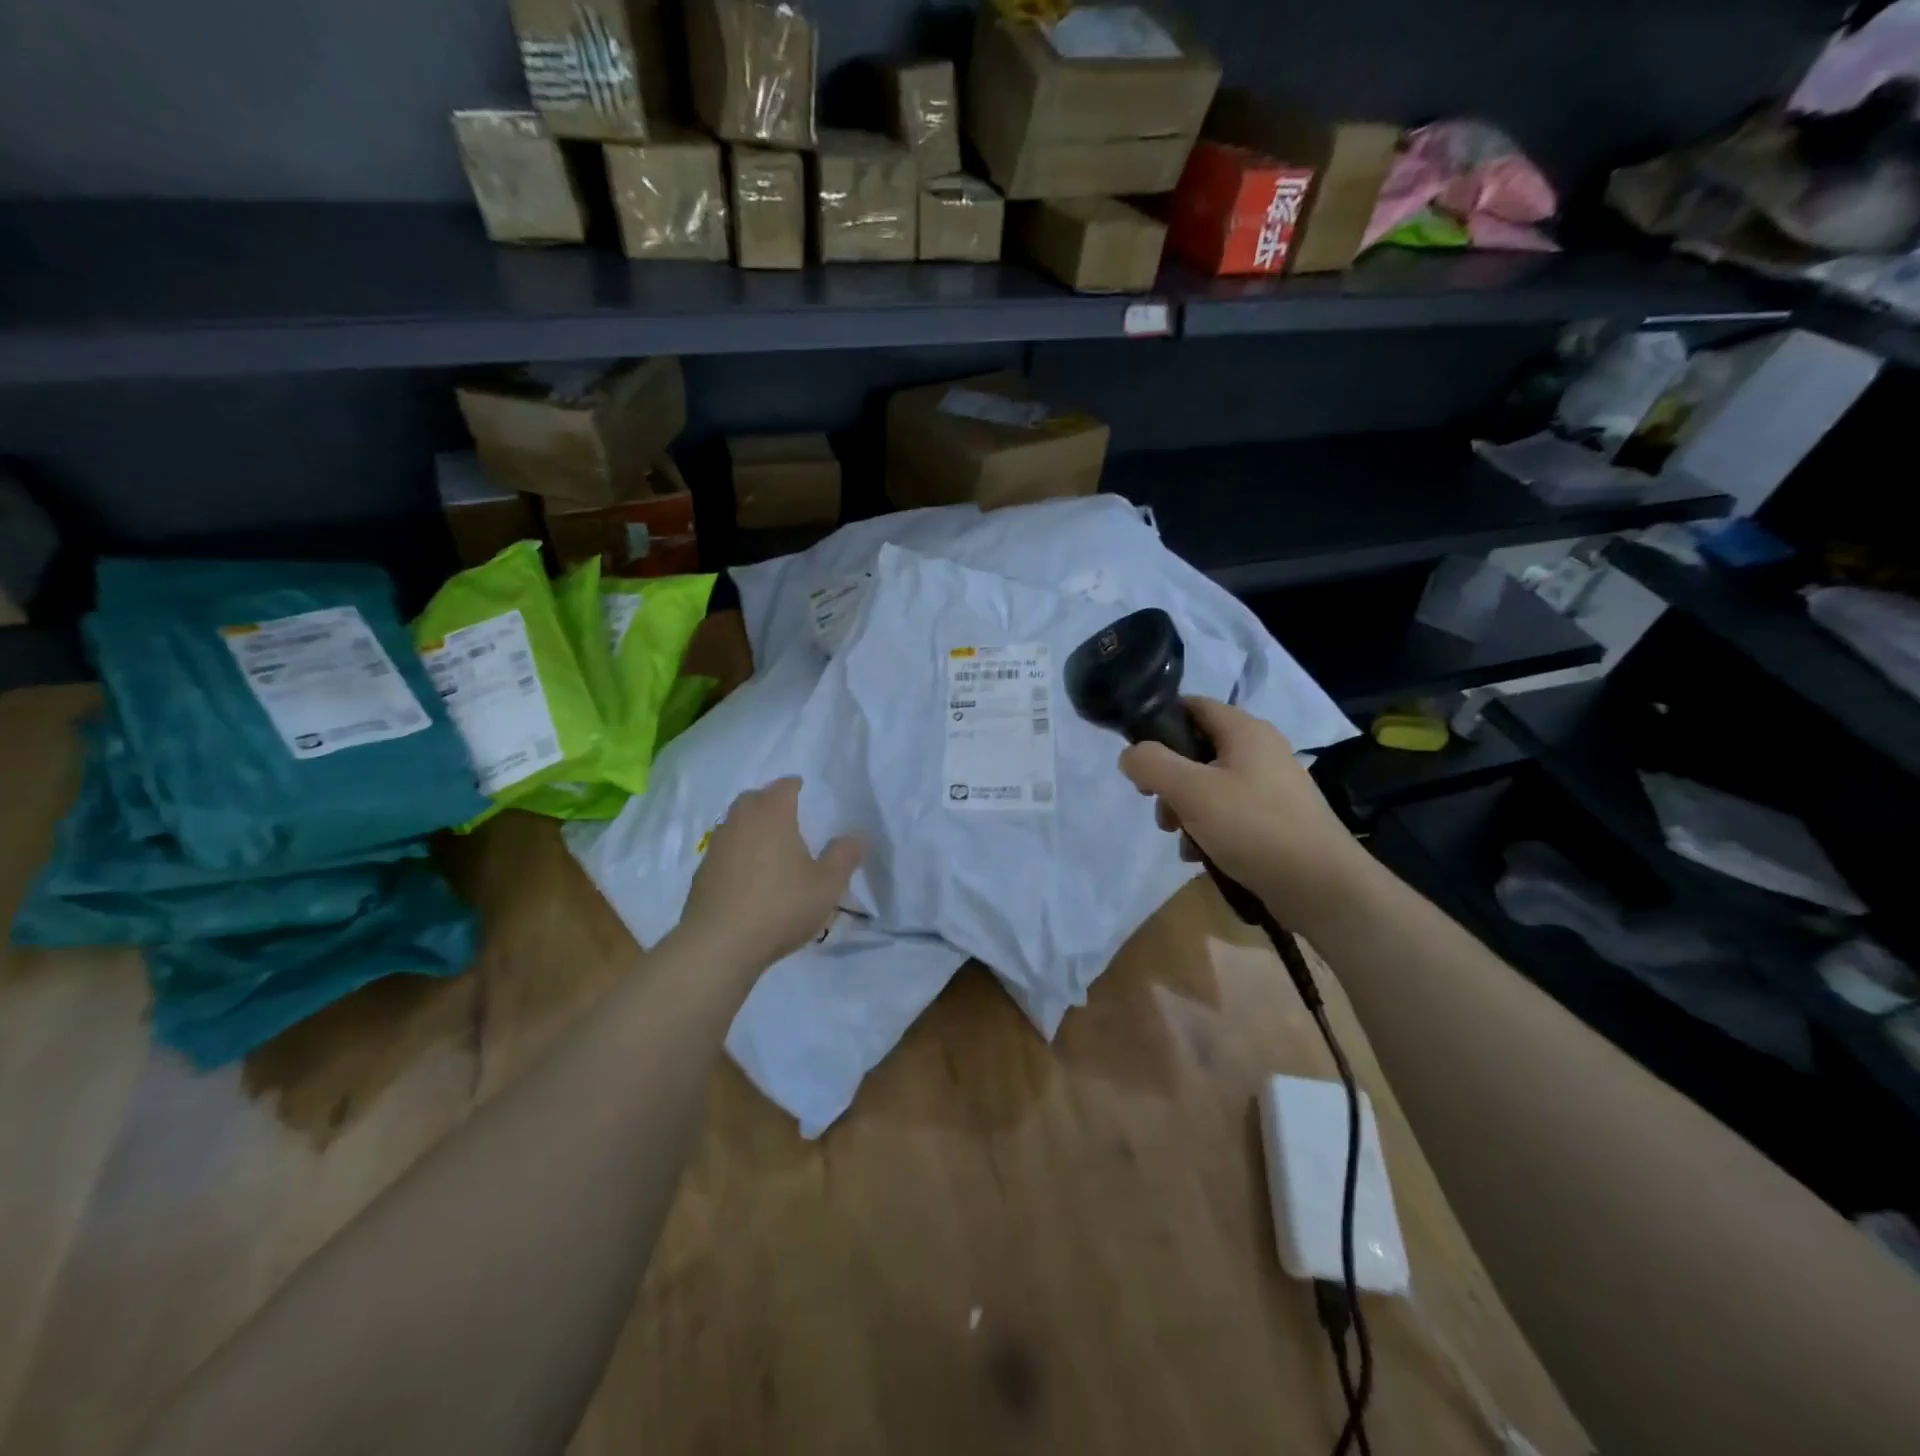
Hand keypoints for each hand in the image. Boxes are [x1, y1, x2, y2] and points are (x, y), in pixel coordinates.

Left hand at [677, 778, 862, 971]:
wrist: (719, 945)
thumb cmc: (780, 906)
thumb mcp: (827, 885)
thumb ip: (843, 856)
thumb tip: (854, 836)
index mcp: (772, 814)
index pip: (785, 786)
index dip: (797, 787)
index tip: (807, 794)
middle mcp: (741, 821)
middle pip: (755, 799)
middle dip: (771, 803)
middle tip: (790, 818)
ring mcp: (717, 846)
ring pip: (736, 824)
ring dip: (752, 829)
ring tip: (771, 849)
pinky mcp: (702, 873)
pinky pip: (725, 851)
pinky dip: (737, 855)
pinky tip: (749, 878)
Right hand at [1119, 697, 1370, 932]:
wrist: (1321, 887)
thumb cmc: (1253, 827)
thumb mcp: (1191, 790)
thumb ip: (1151, 764)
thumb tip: (1130, 755)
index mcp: (1245, 731)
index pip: (1192, 705)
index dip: (1159, 722)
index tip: (1137, 755)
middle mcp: (1260, 750)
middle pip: (1196, 750)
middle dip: (1168, 779)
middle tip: (1157, 807)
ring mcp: (1270, 786)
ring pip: (1208, 786)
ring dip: (1184, 810)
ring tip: (1180, 839)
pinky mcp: (1274, 819)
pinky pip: (1228, 813)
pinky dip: (1208, 829)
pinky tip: (1200, 855)